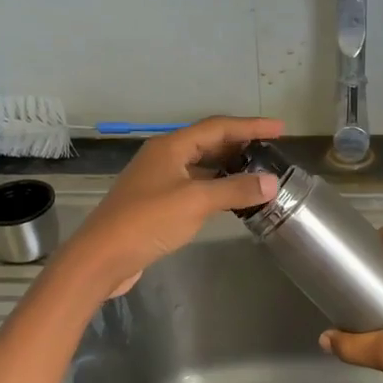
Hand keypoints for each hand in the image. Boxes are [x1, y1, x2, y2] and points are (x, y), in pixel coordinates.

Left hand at [62, 116, 282, 298]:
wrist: (102, 257)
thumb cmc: (148, 221)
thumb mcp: (196, 202)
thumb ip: (235, 189)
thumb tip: (271, 182)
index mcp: (171, 146)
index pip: (218, 127)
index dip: (251, 126)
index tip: (280, 128)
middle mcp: (163, 157)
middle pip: (208, 142)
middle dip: (240, 144)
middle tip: (271, 151)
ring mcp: (158, 180)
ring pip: (200, 165)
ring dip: (228, 167)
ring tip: (257, 173)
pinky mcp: (156, 203)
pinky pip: (193, 185)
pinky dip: (215, 187)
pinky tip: (230, 199)